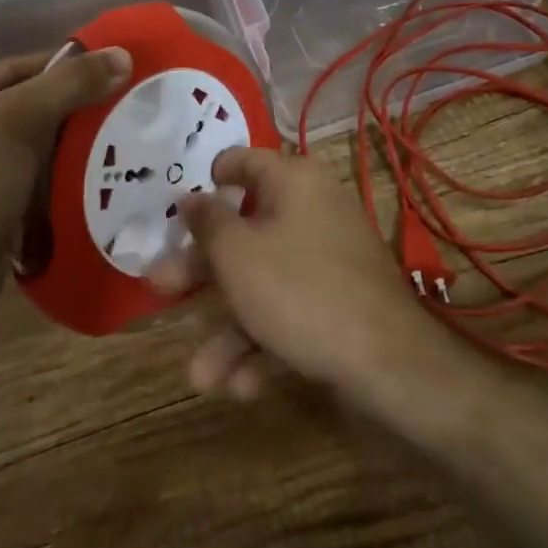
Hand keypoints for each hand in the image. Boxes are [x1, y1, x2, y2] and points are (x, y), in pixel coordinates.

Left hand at [0, 47, 130, 302]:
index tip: (110, 70)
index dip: (63, 67)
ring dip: (61, 139)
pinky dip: (49, 168)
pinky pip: (18, 170)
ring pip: (22, 138)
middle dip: (65, 106)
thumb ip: (72, 83)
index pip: (11, 66)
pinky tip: (84, 168)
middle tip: (116, 101)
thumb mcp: (21, 120)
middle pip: (17, 101)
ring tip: (110, 133)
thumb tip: (124, 54)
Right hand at [149, 147, 451, 404]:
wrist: (387, 362)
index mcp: (294, 181)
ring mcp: (329, 256)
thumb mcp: (238, 255)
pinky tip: (241, 386)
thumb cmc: (300, 291)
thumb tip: (190, 197)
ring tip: (200, 377)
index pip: (245, 162)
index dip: (210, 178)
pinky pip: (291, 309)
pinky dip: (265, 341)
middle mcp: (313, 209)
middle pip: (245, 230)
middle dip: (202, 270)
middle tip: (160, 288)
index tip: (180, 204)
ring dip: (229, 327)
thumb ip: (207, 224)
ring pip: (264, 280)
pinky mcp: (339, 299)